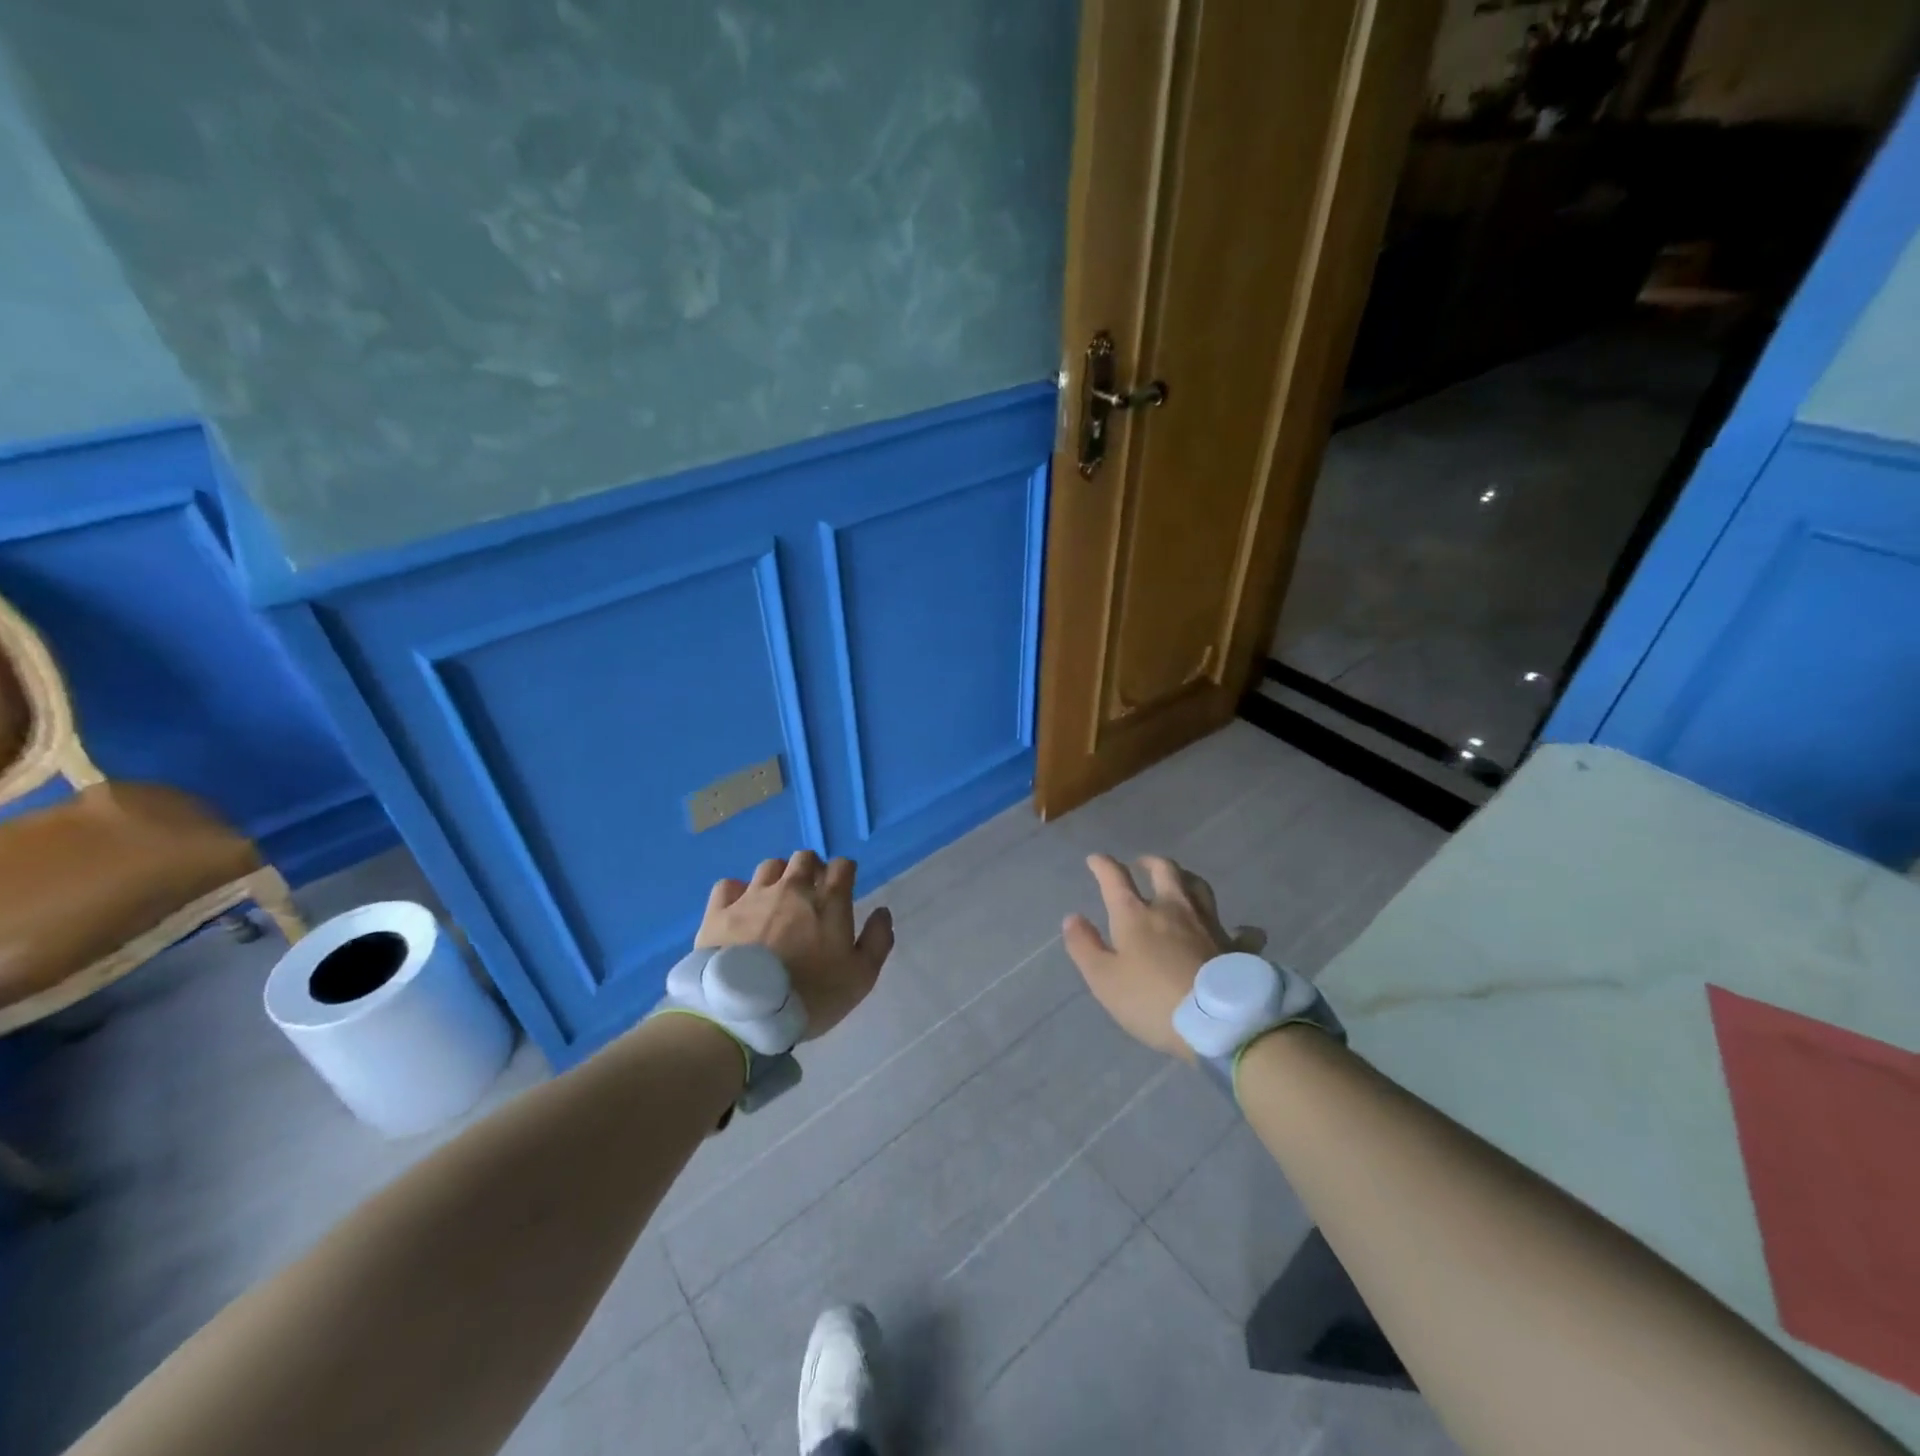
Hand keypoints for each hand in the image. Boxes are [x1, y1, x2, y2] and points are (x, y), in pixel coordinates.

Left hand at [697, 851, 894, 1040]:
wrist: (746, 1014)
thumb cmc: (811, 995)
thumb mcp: (860, 977)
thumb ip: (877, 940)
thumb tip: (882, 911)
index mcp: (828, 900)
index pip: (842, 866)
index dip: (845, 873)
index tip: (844, 888)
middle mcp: (791, 887)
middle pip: (804, 858)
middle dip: (812, 869)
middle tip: (811, 893)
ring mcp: (752, 896)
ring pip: (768, 867)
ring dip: (778, 877)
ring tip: (776, 900)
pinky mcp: (719, 911)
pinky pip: (728, 885)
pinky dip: (737, 892)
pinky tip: (739, 908)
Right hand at [1063, 854, 1256, 1060]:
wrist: (1217, 1022)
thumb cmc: (1151, 1000)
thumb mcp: (1104, 979)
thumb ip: (1085, 946)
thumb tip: (1073, 917)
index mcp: (1136, 914)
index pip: (1115, 878)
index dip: (1103, 865)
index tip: (1095, 860)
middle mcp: (1173, 908)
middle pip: (1165, 870)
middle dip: (1150, 862)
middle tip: (1142, 864)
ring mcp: (1209, 924)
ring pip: (1199, 887)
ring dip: (1187, 879)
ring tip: (1181, 882)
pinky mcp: (1236, 946)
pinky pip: (1241, 931)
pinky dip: (1238, 928)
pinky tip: (1239, 931)